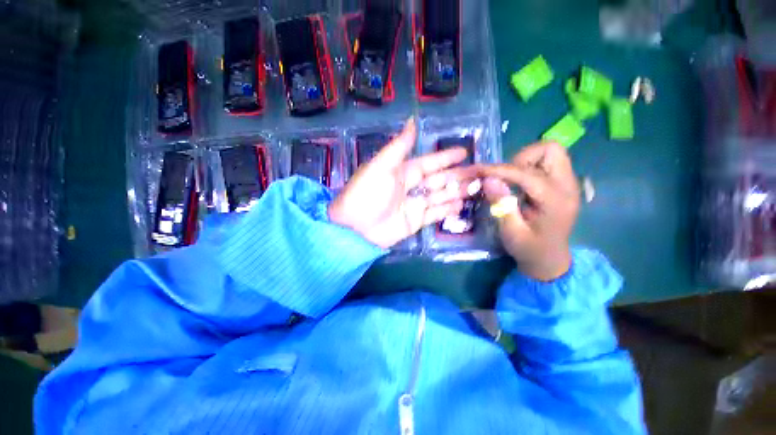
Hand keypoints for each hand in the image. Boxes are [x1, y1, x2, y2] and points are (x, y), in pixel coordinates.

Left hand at [329, 119, 478, 248]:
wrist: (356, 228)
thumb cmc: (367, 194)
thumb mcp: (381, 166)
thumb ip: (399, 146)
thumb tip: (412, 120)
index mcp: (403, 171)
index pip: (429, 162)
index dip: (446, 157)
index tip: (464, 152)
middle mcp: (411, 186)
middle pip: (439, 179)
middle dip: (458, 176)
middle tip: (479, 173)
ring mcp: (415, 205)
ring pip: (441, 196)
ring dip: (457, 191)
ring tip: (477, 188)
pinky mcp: (416, 221)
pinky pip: (436, 213)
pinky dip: (448, 209)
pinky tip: (462, 205)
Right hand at [479, 142, 579, 280]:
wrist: (549, 258)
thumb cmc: (529, 248)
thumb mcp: (511, 232)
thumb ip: (501, 205)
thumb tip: (488, 179)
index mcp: (556, 202)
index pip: (527, 174)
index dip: (500, 170)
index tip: (479, 170)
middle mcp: (568, 186)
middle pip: (550, 150)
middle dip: (521, 158)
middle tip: (506, 177)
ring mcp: (568, 182)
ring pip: (549, 152)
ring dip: (525, 161)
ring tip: (511, 181)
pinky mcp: (562, 182)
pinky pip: (546, 161)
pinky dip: (528, 166)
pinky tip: (519, 184)